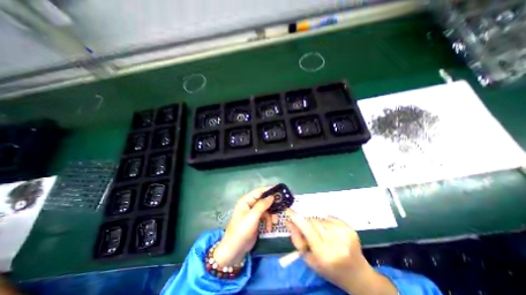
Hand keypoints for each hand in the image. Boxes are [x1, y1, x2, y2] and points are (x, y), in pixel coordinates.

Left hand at [213, 188, 276, 266]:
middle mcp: (250, 204)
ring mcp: (253, 212)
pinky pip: (265, 216)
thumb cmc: (242, 230)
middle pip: (264, 200)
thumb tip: (272, 196)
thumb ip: (262, 205)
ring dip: (271, 216)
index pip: (259, 191)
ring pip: (266, 209)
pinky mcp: (256, 219)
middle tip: (281, 207)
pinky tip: (268, 229)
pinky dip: (268, 221)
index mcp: (246, 200)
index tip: (280, 190)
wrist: (235, 249)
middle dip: (272, 205)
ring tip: (274, 223)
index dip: (269, 189)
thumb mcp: (253, 216)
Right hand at [288, 210, 394, 294]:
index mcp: (324, 254)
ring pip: (320, 219)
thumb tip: (289, 222)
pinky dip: (326, 223)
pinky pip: (329, 218)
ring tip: (324, 236)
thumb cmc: (329, 270)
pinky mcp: (349, 228)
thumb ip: (297, 240)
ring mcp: (344, 234)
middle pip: (312, 222)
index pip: (307, 229)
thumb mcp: (309, 260)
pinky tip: (332, 234)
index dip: (297, 219)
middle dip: (307, 225)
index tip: (288, 210)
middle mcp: (335, 242)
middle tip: (311, 235)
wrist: (357, 275)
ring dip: (317, 225)